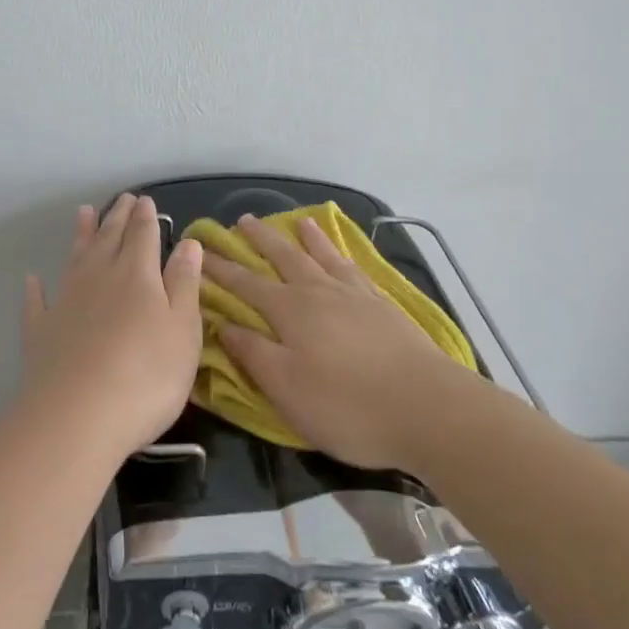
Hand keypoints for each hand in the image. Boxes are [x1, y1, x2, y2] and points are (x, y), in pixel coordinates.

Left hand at [21, 194, 203, 458]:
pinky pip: (37, 302)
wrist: (76, 417)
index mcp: (137, 275)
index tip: (145, 200)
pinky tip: (33, 280)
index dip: (146, 218)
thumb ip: (184, 283)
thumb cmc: (146, 375)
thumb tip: (188, 243)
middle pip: (109, 239)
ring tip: (83, 212)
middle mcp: (98, 278)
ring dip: (81, 235)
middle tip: (122, 198)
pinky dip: (35, 289)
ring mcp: (65, 303)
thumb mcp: (182, 329)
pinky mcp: (40, 332)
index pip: (143, 236)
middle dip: (117, 218)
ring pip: (75, 259)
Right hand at [205, 214, 477, 470]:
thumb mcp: (286, 388)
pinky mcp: (383, 306)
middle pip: (283, 257)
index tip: (199, 252)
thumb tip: (221, 323)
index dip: (220, 269)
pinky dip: (342, 254)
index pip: (245, 284)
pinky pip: (354, 268)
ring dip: (305, 238)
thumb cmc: (347, 405)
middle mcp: (319, 292)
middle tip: (241, 221)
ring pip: (322, 256)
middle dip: (259, 240)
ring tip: (297, 221)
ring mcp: (355, 295)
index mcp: (290, 311)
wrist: (428, 408)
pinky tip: (342, 254)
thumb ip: (252, 353)